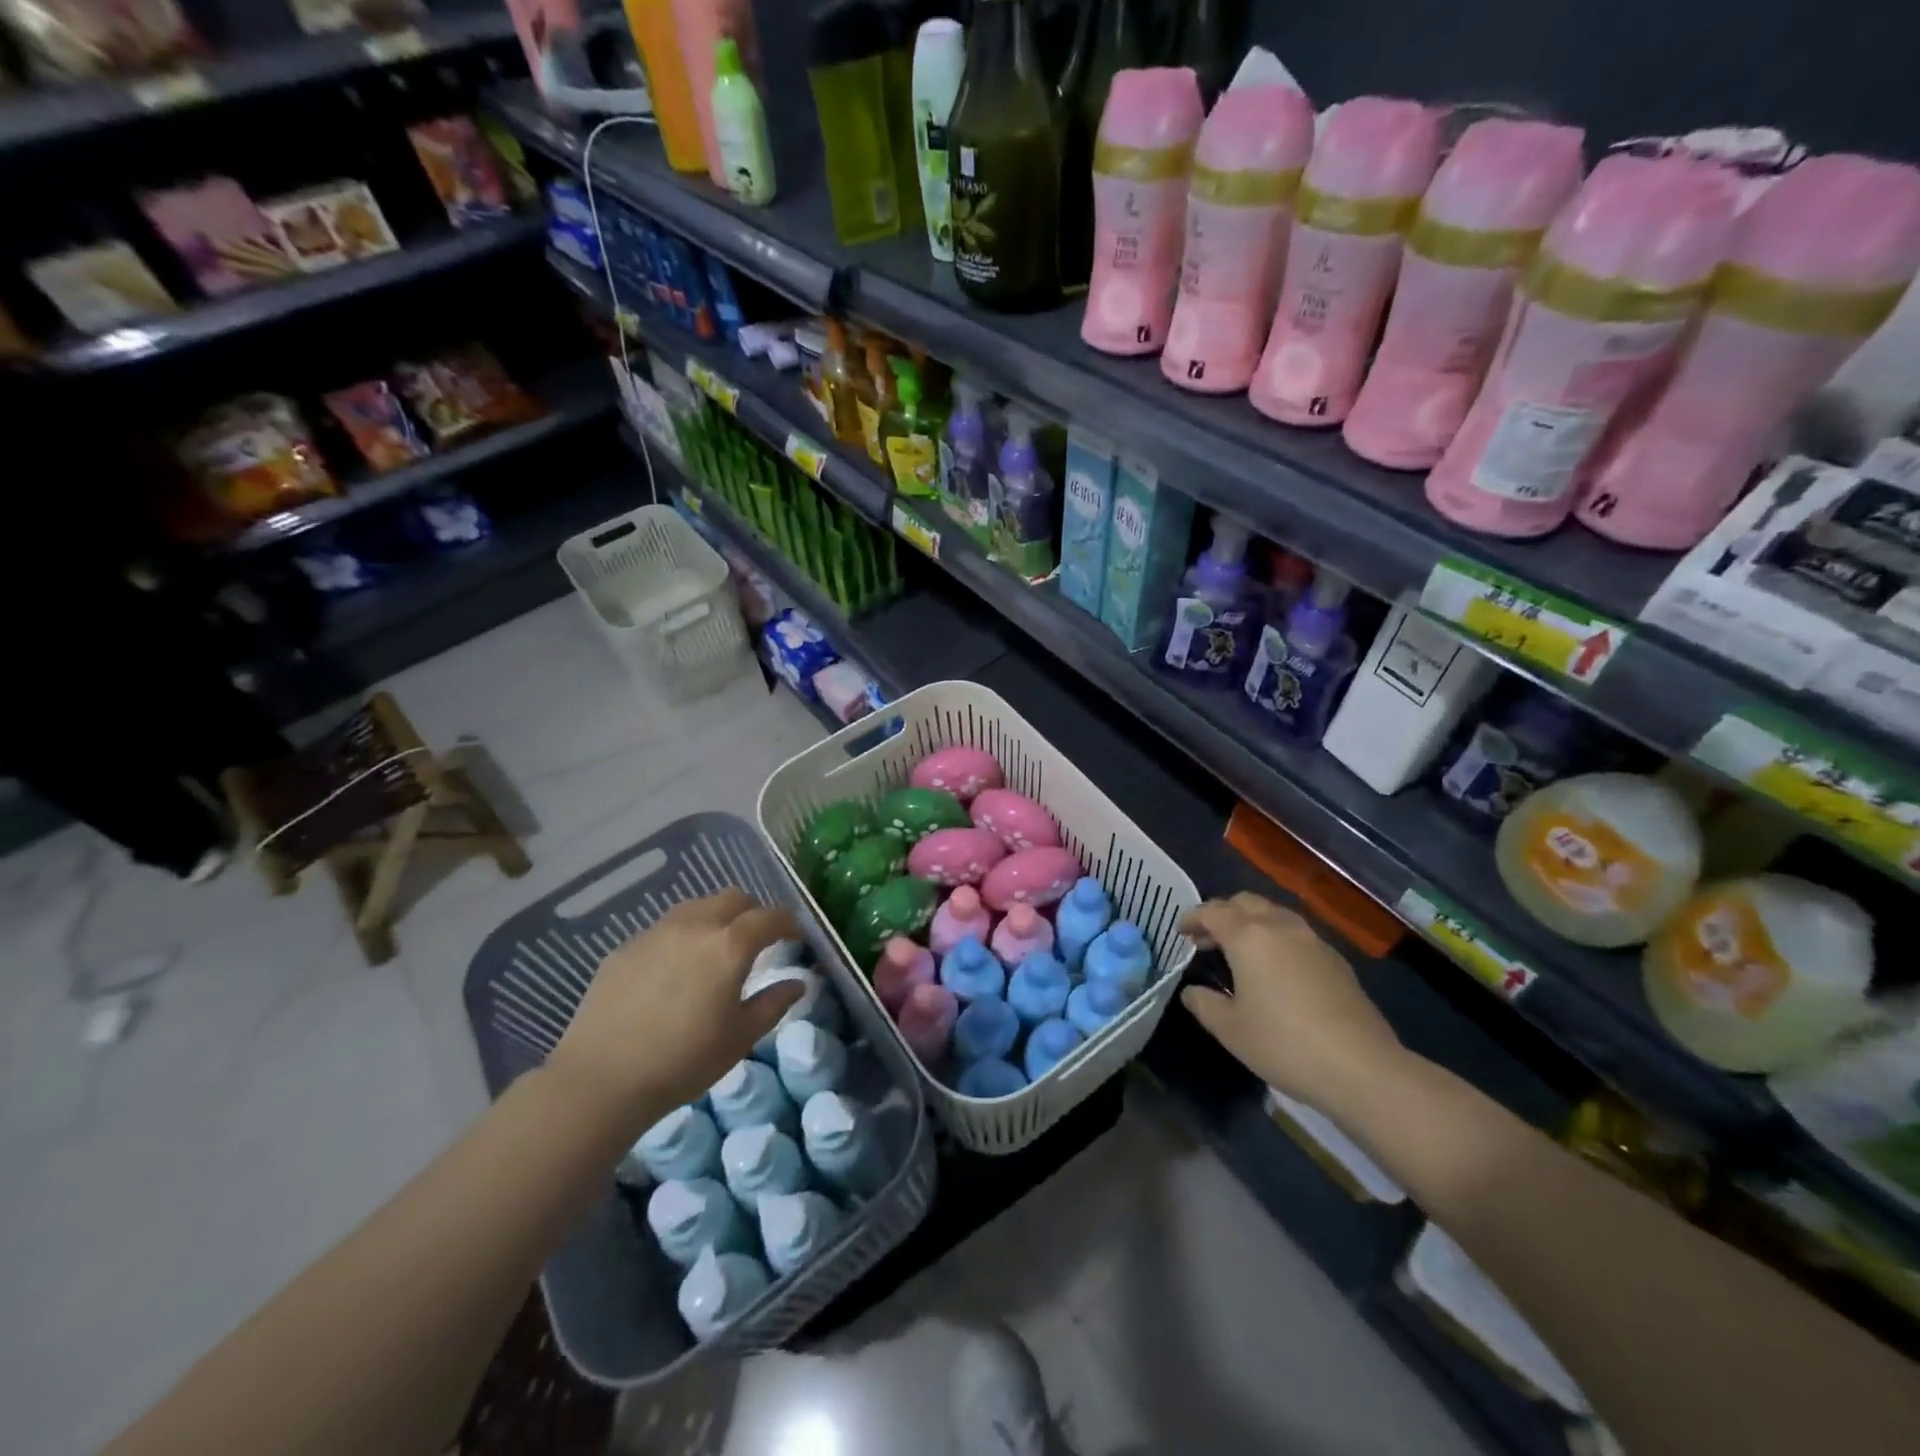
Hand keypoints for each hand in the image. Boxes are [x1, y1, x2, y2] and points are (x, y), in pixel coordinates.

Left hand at [546, 890, 803, 1140]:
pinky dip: (682, 937)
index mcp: (729, 946)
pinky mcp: (626, 948)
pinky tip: (675, 970)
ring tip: (716, 948)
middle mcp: (695, 926)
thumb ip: (773, 1003)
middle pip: (732, 899)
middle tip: (758, 939)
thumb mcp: (740, 1037)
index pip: (769, 917)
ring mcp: (656, 933)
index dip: (788, 923)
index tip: (796, 936)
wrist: (601, 1079)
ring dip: (716, 917)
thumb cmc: (683, 1061)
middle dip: (752, 912)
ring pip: (696, 907)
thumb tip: (797, 983)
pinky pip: (664, 929)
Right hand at [1180, 894, 1404, 1112]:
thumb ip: (1204, 1004)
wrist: (1361, 1067)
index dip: (1193, 917)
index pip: (1212, 911)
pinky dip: (1276, 938)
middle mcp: (1280, 927)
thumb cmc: (1284, 1044)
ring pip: (1274, 914)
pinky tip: (1276, 969)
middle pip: (1245, 902)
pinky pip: (1296, 934)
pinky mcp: (1336, 960)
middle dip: (1222, 913)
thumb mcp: (1230, 1030)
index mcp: (1248, 936)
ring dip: (1251, 923)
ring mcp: (1313, 941)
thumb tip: (1192, 992)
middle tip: (1208, 938)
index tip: (1181, 931)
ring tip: (1241, 951)